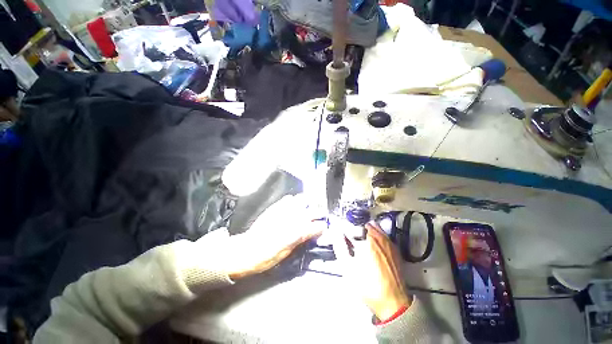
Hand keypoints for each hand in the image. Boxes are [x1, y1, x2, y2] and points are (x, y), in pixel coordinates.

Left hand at [217, 194, 324, 279]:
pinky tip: (292, 206)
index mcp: (300, 231)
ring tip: (305, 208)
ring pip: (303, 200)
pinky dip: (293, 201)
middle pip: (314, 211)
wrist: (249, 249)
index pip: (318, 226)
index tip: (322, 228)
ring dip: (306, 204)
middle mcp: (295, 218)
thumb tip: (311, 232)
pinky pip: (289, 198)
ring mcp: (286, 209)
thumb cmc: (269, 256)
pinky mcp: (276, 206)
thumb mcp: (289, 251)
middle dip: (318, 213)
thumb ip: (302, 238)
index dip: (322, 227)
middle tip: (318, 215)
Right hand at [333, 222, 411, 320]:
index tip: (336, 230)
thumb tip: (335, 232)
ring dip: (362, 229)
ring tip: (357, 241)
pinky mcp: (393, 247)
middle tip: (346, 238)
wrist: (393, 301)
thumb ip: (340, 246)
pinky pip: (380, 232)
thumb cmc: (368, 286)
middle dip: (351, 228)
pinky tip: (369, 245)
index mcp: (365, 239)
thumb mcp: (348, 268)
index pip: (349, 225)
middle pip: (360, 223)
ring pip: (371, 226)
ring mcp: (387, 240)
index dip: (340, 227)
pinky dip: (372, 233)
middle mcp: (377, 235)